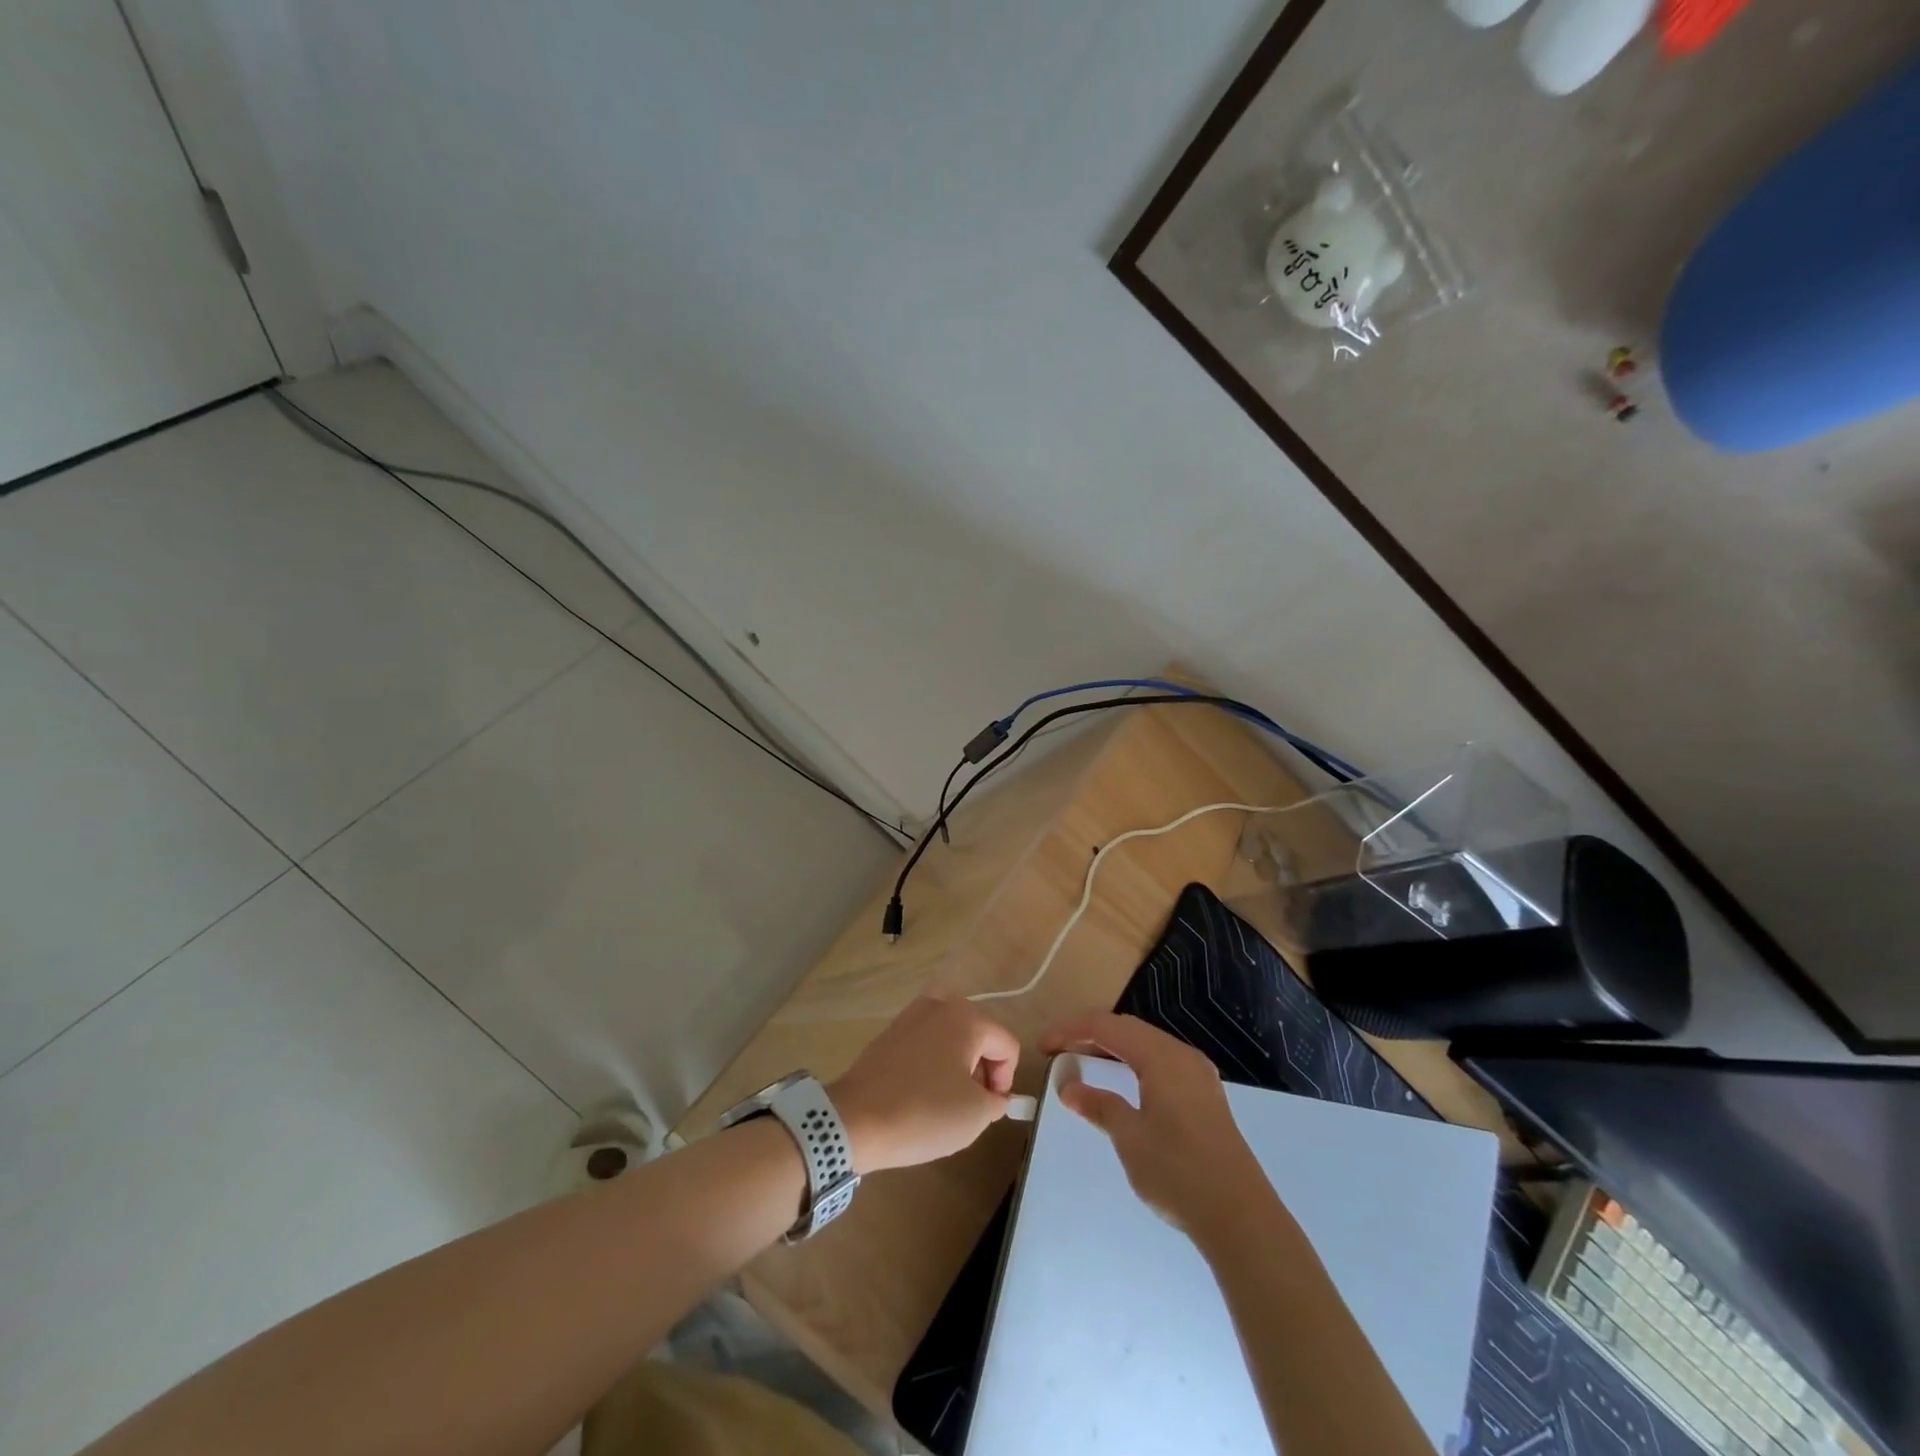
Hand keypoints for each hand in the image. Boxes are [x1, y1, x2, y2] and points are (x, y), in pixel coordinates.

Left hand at [828, 995, 1018, 1173]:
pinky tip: (919, 1093)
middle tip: (969, 1105)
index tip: (988, 1108)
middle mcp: (940, 1004)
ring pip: (952, 1038)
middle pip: (980, 1036)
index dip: (1006, 1080)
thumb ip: (997, 1100)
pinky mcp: (891, 1031)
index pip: (1007, 1045)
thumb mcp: (976, 1115)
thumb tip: (992, 1094)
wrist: (854, 1119)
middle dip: (982, 1070)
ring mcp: (911, 1014)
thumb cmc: (923, 1112)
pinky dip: (932, 1063)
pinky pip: (926, 1042)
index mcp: (966, 1017)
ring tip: (943, 1100)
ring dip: (957, 1065)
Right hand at [1040, 1012, 1275, 1246]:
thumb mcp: (1130, 1138)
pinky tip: (1121, 1084)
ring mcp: (1198, 1075)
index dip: (1071, 1031)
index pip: (1107, 1027)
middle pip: (1128, 1030)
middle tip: (1059, 1051)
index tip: (1043, 1046)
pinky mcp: (1205, 1096)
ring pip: (1146, 1046)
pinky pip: (1160, 1063)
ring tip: (1082, 1063)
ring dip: (1112, 1050)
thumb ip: (1099, 1106)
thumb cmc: (1179, 1172)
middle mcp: (1182, 1055)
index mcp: (1162, 1056)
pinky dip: (1133, 1065)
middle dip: (1090, 1035)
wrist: (1242, 1218)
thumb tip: (1070, 1088)